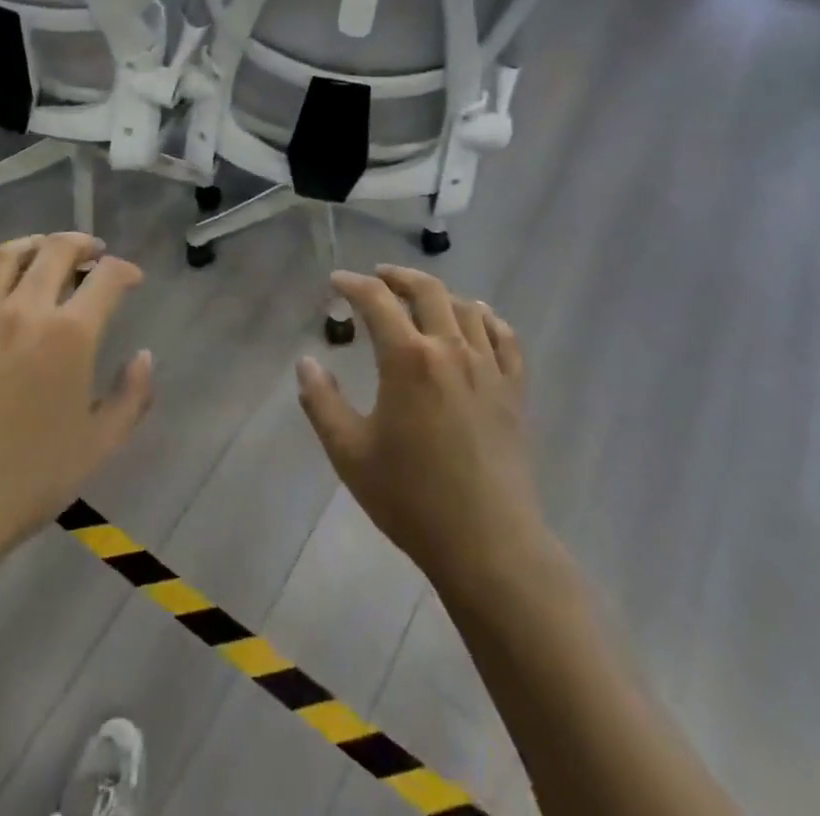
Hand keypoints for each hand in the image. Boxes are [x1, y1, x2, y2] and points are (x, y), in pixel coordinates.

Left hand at [0, 233, 151, 572]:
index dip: (124, 270)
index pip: (106, 278)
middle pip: (56, 251)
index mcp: (70, 336)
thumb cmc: (26, 482)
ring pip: (7, 254)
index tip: (131, 278)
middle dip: (81, 244)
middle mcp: (25, 311)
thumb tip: (144, 356)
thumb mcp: (98, 446)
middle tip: (92, 254)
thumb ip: (131, 397)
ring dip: (33, 244)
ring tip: (45, 252)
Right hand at [296, 266, 553, 596]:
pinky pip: (505, 339)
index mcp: (407, 359)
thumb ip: (321, 401)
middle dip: (398, 276)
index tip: (336, 282)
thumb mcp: (349, 452)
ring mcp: (488, 368)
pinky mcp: (514, 391)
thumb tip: (306, 362)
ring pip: (467, 308)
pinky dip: (488, 320)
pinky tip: (478, 321)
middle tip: (378, 277)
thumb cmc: (411, 498)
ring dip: (440, 294)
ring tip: (422, 298)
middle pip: (427, 290)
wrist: (488, 544)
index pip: (377, 300)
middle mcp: (450, 349)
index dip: (353, 284)